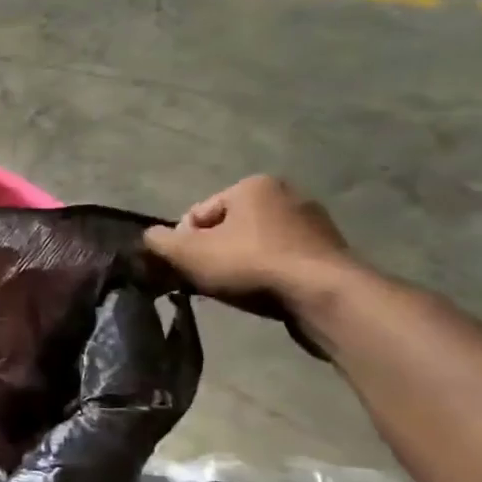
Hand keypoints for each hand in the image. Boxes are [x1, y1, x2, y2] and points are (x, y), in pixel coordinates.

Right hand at [143, 175, 351, 303]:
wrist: (323, 296)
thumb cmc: (251, 264)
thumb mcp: (189, 253)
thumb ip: (160, 241)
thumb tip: (150, 236)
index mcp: (253, 185)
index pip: (199, 213)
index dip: (185, 242)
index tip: (188, 268)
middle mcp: (287, 194)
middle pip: (229, 228)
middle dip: (215, 253)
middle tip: (210, 282)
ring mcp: (314, 223)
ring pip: (257, 245)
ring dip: (242, 265)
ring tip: (238, 291)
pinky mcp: (331, 252)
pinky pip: (284, 260)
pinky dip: (270, 274)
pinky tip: (266, 294)